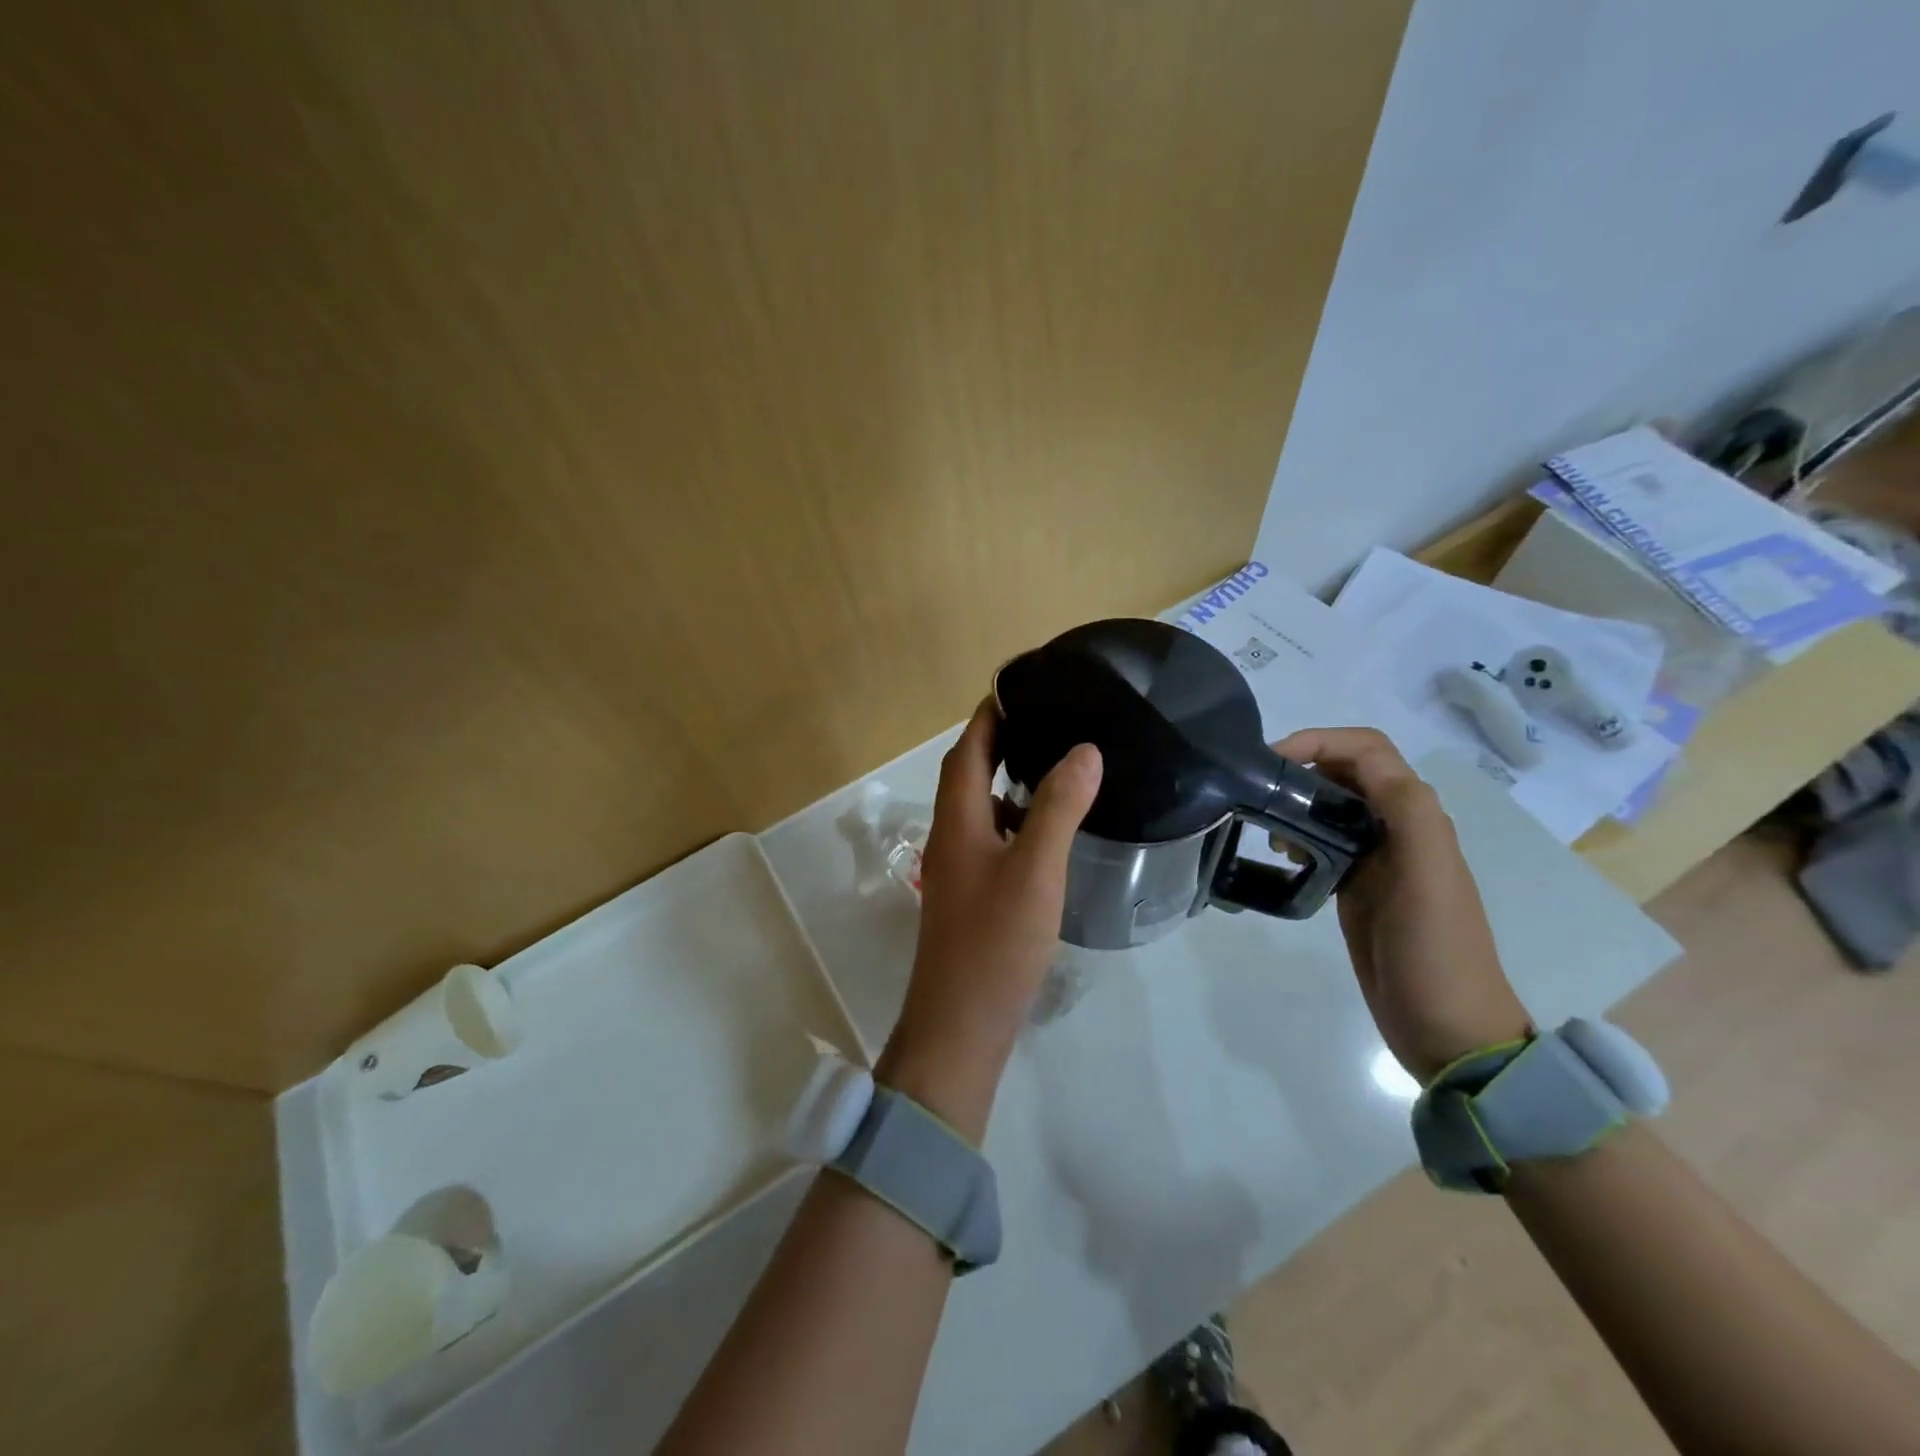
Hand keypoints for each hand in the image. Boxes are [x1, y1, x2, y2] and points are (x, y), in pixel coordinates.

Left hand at [878, 701, 1102, 1138]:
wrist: (961, 1024)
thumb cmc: (996, 942)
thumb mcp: (1035, 869)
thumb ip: (1058, 808)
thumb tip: (1084, 749)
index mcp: (957, 819)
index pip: (967, 749)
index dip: (989, 715)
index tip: (1021, 687)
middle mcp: (949, 835)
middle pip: (969, 774)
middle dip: (1000, 741)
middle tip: (1047, 719)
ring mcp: (957, 868)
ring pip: (980, 808)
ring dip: (1008, 781)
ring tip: (1055, 764)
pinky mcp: (970, 895)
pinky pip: (990, 838)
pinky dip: (1014, 819)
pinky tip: (1047, 829)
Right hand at [1274, 727, 1529, 1082]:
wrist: (1448, 1028)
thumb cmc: (1436, 950)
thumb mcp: (1429, 875)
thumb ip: (1406, 811)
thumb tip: (1360, 765)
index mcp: (1417, 816)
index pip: (1368, 751)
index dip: (1321, 740)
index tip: (1272, 758)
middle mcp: (1398, 828)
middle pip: (1347, 772)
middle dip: (1303, 768)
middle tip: (1257, 791)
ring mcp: (1377, 859)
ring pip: (1332, 805)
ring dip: (1298, 802)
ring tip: (1266, 829)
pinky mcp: (1358, 886)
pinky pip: (1324, 842)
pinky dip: (1299, 836)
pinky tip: (1281, 856)